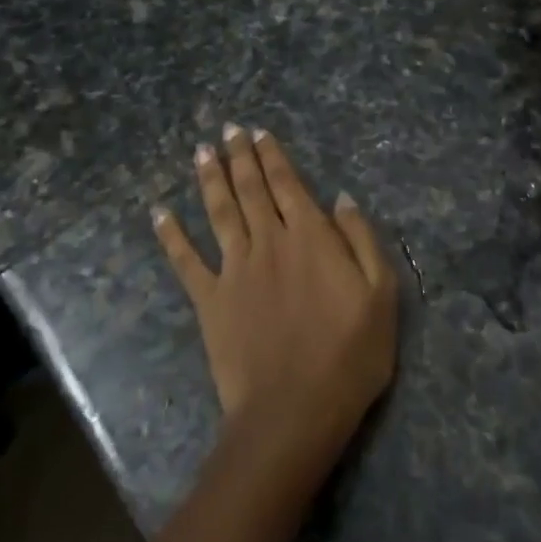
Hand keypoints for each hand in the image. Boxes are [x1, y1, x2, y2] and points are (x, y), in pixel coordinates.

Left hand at [153, 126, 397, 462]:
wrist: (294, 411)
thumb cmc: (349, 355)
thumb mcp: (381, 294)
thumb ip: (361, 240)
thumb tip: (341, 198)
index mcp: (311, 237)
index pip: (288, 184)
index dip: (273, 156)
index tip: (259, 132)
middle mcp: (269, 242)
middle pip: (251, 189)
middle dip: (240, 156)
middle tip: (228, 130)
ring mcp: (234, 270)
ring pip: (219, 212)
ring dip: (210, 180)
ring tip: (201, 152)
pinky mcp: (210, 302)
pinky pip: (185, 262)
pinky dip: (171, 236)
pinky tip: (159, 213)